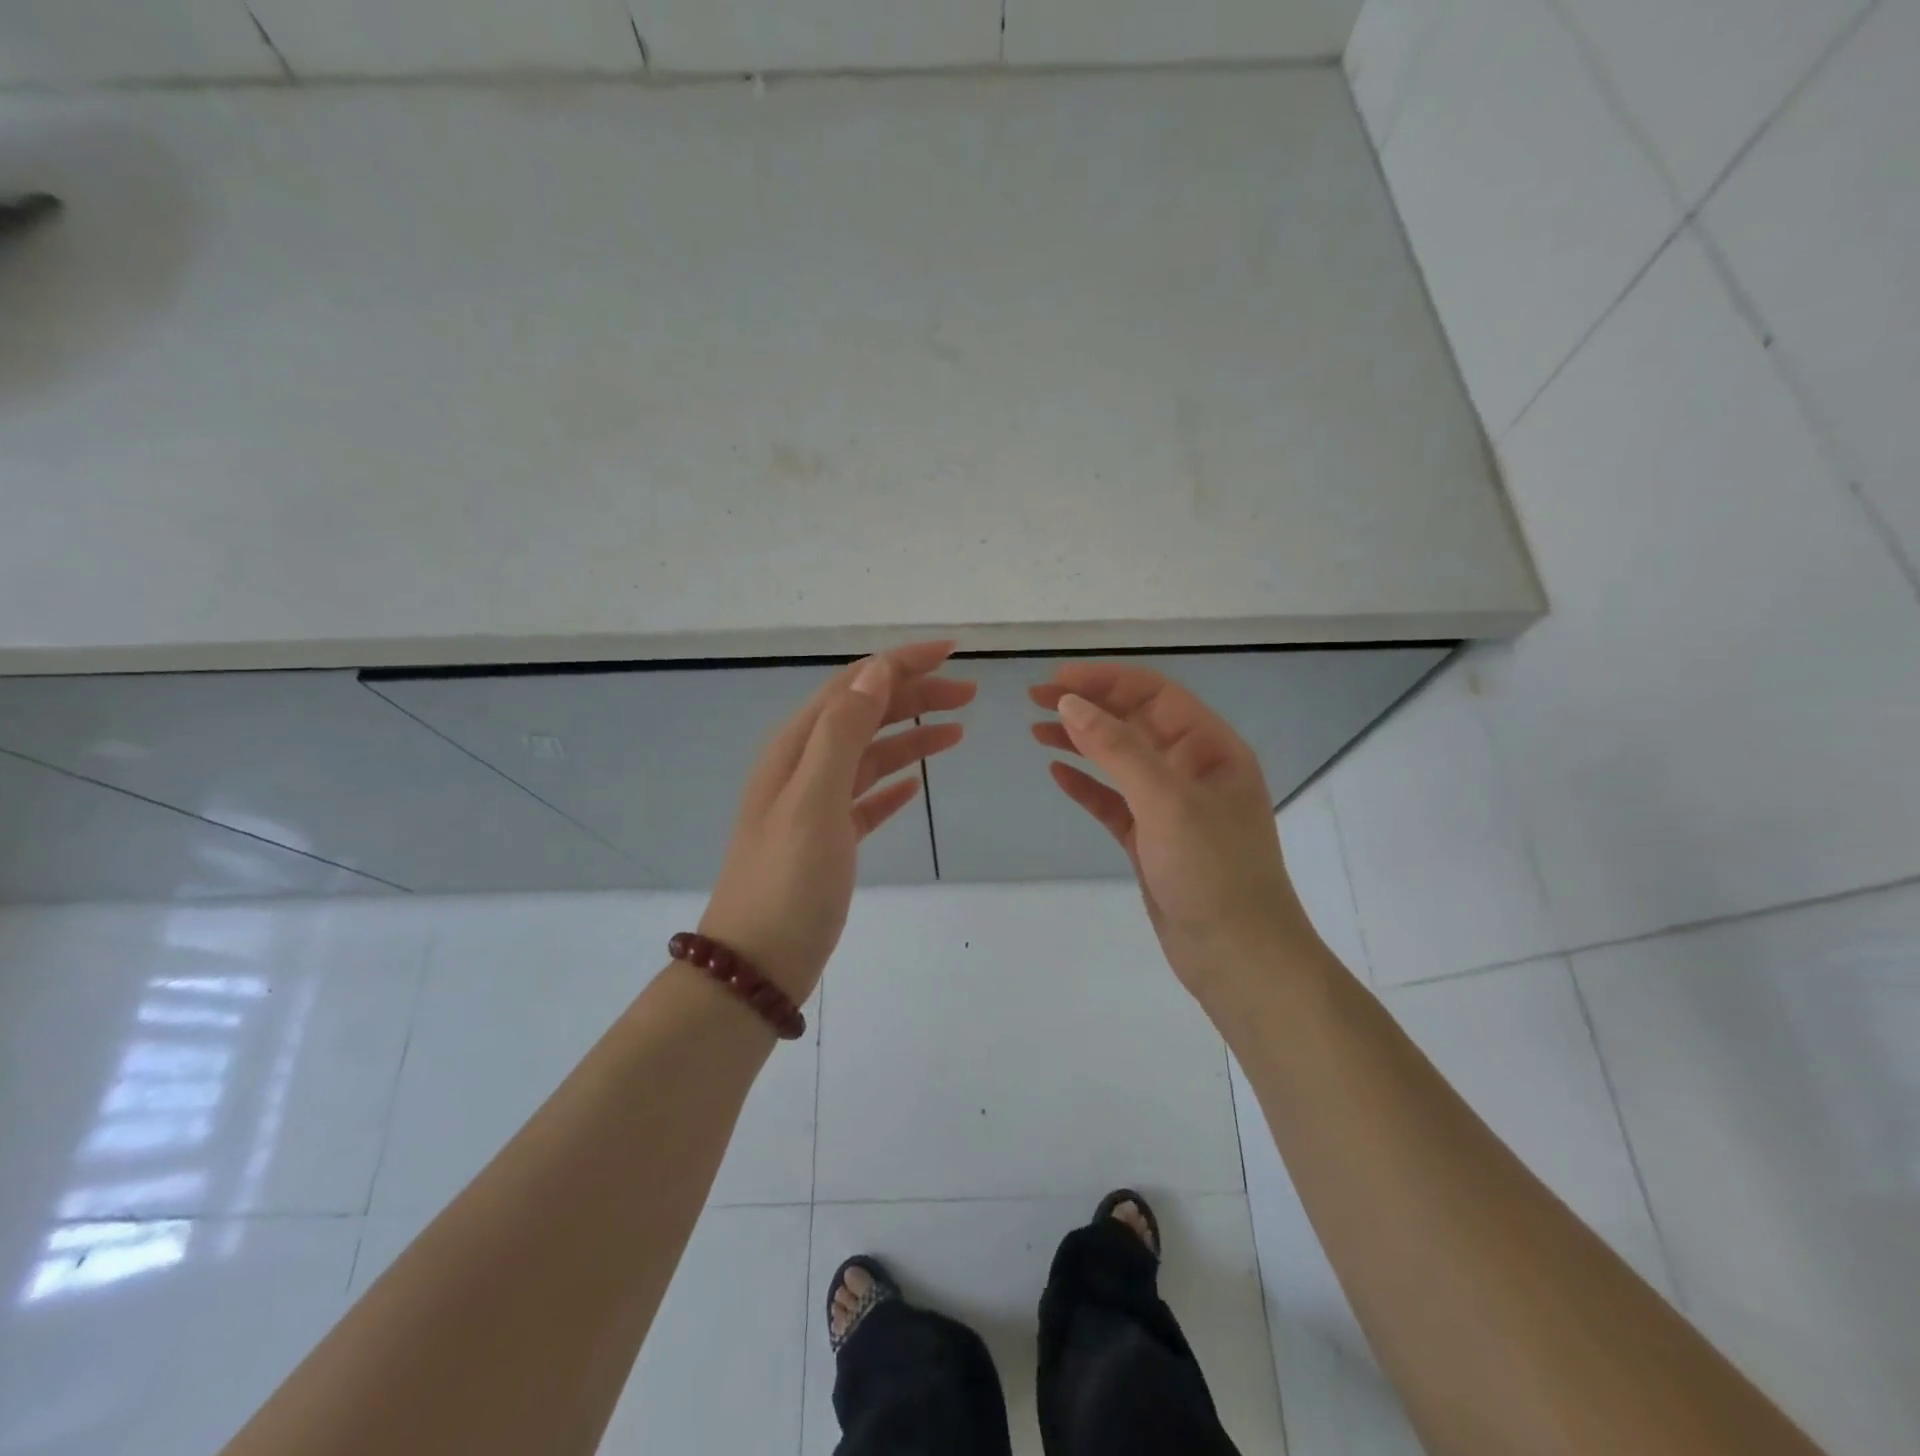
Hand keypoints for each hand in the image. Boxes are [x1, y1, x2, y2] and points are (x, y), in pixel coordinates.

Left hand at [703, 641, 975, 1003]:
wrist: (758, 963)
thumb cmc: (787, 880)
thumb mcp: (814, 799)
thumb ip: (843, 732)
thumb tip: (876, 672)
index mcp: (797, 747)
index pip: (855, 685)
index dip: (902, 663)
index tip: (953, 652)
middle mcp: (804, 766)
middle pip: (866, 714)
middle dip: (915, 695)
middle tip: (970, 694)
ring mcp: (816, 805)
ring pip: (871, 754)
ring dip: (912, 736)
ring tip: (958, 730)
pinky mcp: (829, 840)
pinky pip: (867, 798)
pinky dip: (894, 783)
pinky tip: (917, 784)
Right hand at [1030, 663, 1320, 994]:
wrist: (1238, 957)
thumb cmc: (1212, 871)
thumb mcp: (1167, 801)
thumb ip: (1118, 749)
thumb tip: (1071, 704)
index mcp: (1211, 748)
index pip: (1154, 695)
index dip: (1106, 680)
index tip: (1057, 679)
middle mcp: (1192, 770)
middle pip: (1134, 723)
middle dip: (1088, 706)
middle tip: (1035, 699)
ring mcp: (1171, 807)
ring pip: (1120, 761)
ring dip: (1081, 742)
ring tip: (1036, 728)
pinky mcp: (1151, 839)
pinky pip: (1114, 802)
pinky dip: (1086, 786)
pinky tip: (1057, 774)